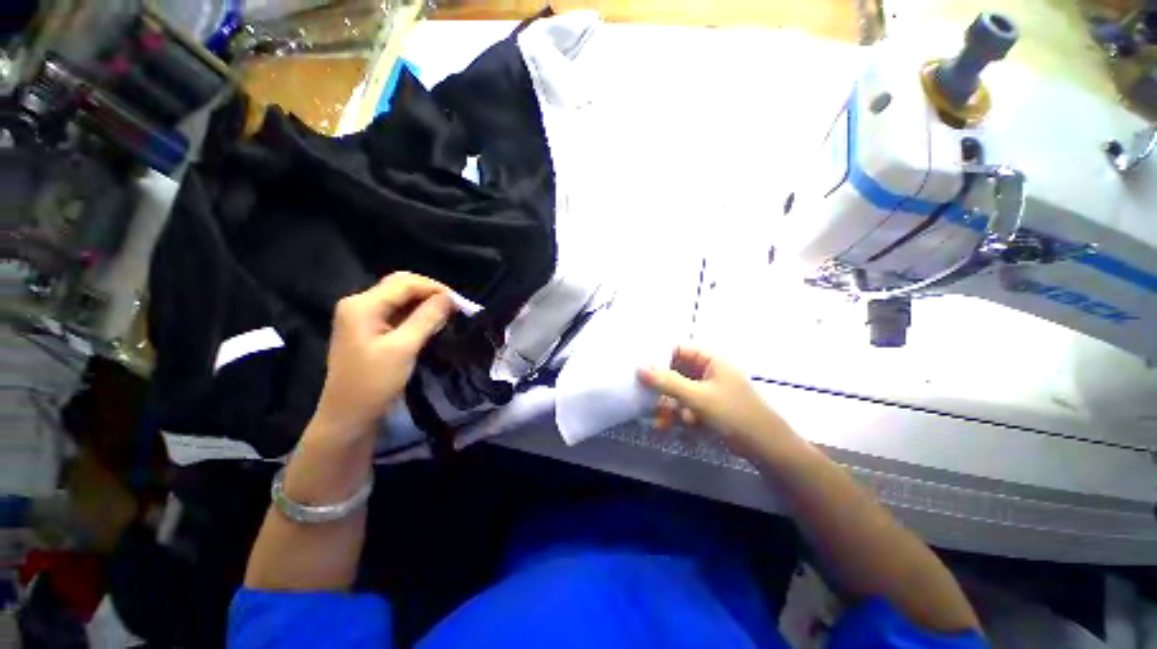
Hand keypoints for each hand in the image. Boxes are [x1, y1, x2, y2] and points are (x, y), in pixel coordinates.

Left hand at [314, 272, 453, 438]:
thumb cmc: (374, 383)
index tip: (461, 303)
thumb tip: (450, 298)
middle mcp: (359, 303)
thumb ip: (427, 318)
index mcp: (362, 304)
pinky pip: (396, 312)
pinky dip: (416, 313)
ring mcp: (362, 316)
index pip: (405, 284)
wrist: (348, 416)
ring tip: (447, 313)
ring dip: (424, 302)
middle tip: (454, 307)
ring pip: (399, 297)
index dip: (436, 289)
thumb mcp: (404, 348)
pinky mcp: (368, 329)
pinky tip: (430, 322)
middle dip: (430, 292)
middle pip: (400, 285)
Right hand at [638, 347, 798, 458]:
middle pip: (676, 373)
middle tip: (646, 400)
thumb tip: (639, 369)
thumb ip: (667, 382)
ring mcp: (709, 391)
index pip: (678, 350)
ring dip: (669, 407)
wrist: (766, 448)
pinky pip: (687, 406)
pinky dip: (679, 416)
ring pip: (679, 393)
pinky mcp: (709, 408)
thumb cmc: (733, 413)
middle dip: (662, 390)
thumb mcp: (697, 397)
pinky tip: (672, 428)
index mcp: (710, 360)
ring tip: (661, 423)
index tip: (640, 370)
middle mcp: (708, 372)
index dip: (659, 358)